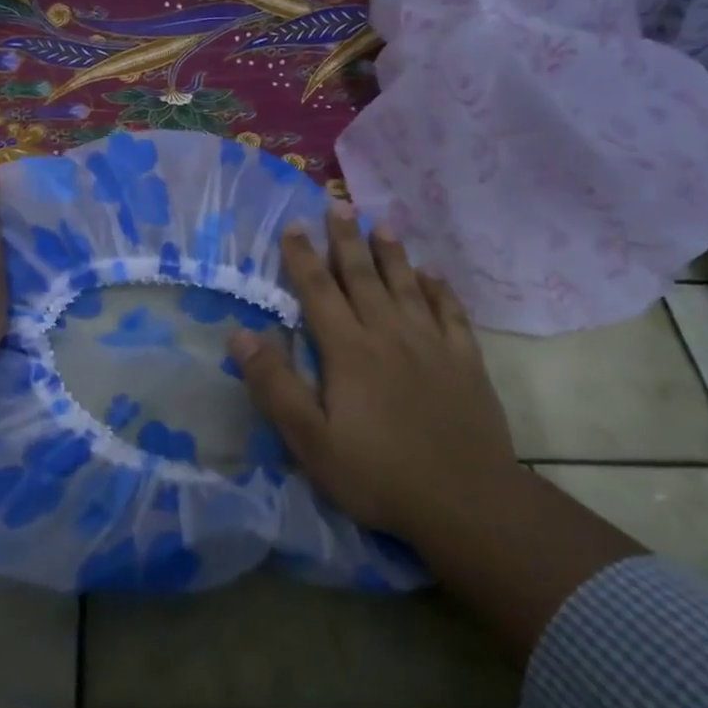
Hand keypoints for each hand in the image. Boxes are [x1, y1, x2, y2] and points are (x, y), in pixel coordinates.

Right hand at [229, 204, 517, 543]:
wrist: (467, 503)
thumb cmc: (378, 474)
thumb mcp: (311, 441)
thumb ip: (275, 386)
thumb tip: (241, 334)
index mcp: (349, 351)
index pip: (320, 291)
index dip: (303, 256)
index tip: (293, 225)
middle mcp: (389, 335)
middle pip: (363, 277)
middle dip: (347, 240)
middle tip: (339, 205)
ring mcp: (433, 345)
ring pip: (407, 286)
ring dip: (392, 254)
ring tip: (382, 224)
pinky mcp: (466, 362)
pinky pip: (451, 313)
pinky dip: (439, 290)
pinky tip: (432, 276)